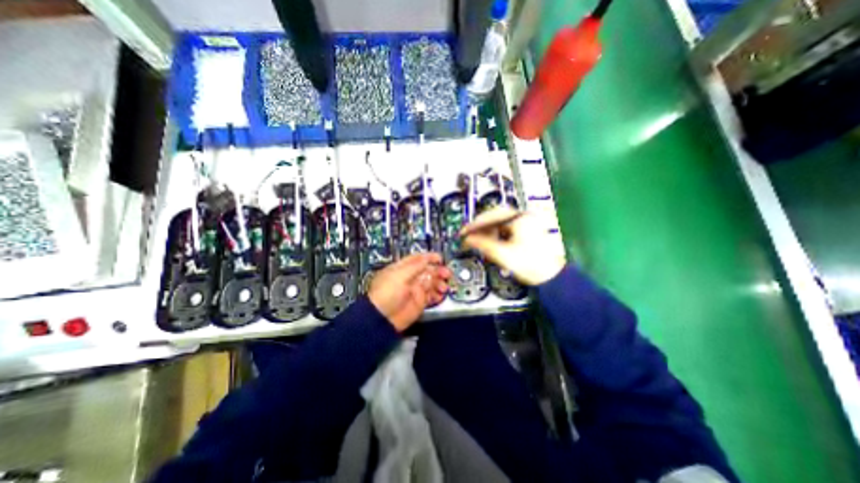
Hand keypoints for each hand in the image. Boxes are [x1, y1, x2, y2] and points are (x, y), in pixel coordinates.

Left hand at [368, 253, 451, 331]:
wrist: (382, 318)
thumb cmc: (387, 292)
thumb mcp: (400, 275)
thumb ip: (415, 266)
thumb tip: (427, 258)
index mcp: (403, 268)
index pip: (418, 259)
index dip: (429, 257)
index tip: (440, 259)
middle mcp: (411, 277)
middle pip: (428, 271)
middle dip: (438, 271)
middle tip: (447, 274)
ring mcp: (416, 290)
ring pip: (432, 283)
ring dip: (440, 283)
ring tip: (444, 288)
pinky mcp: (420, 302)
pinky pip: (431, 296)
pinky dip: (438, 295)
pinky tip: (441, 296)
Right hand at [459, 205, 568, 283]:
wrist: (552, 278)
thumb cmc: (533, 266)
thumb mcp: (503, 255)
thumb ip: (483, 244)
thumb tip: (468, 239)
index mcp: (521, 219)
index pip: (492, 216)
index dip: (475, 224)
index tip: (464, 232)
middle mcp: (524, 217)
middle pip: (496, 215)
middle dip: (481, 225)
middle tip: (469, 234)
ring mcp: (527, 223)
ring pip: (501, 221)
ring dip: (488, 229)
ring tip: (478, 238)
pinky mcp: (527, 230)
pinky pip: (506, 227)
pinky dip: (496, 233)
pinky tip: (490, 240)